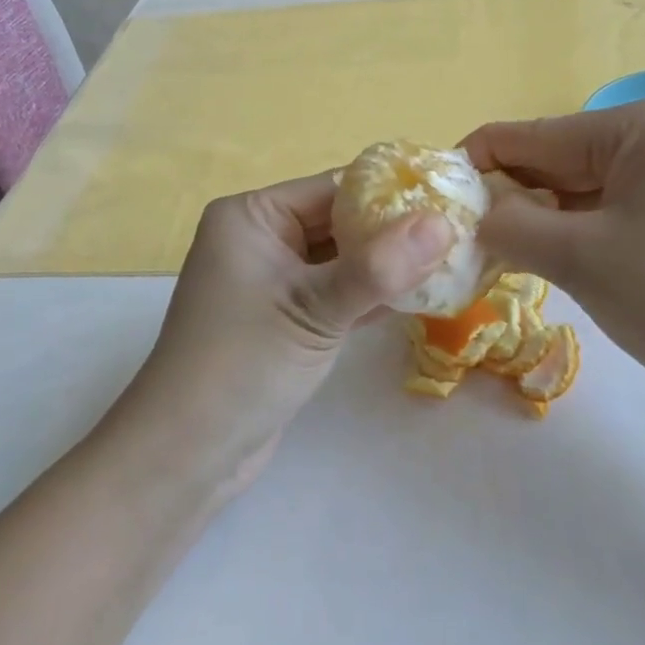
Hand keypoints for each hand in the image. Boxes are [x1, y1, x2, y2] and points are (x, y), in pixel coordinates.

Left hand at [113, 173, 453, 495]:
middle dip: (393, 232)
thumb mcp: (314, 310)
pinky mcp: (284, 317)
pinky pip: (334, 292)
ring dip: (385, 266)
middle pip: (338, 222)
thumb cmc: (242, 364)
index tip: (449, 201)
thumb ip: (380, 268)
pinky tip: (418, 298)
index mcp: (252, 215)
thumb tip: (444, 223)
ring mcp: (271, 279)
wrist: (186, 455)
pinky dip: (369, 295)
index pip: (332, 189)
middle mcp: (259, 237)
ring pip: (340, 260)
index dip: (390, 193)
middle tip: (458, 236)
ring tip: (450, 263)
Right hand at [461, 96, 644, 423]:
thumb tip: (470, 211)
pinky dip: (592, 225)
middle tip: (473, 237)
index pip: (537, 134)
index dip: (479, 162)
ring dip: (553, 215)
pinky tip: (571, 257)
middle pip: (567, 156)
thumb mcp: (579, 259)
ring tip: (514, 253)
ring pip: (596, 181)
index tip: (437, 195)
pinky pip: (630, 199)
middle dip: (519, 196)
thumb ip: (509, 224)